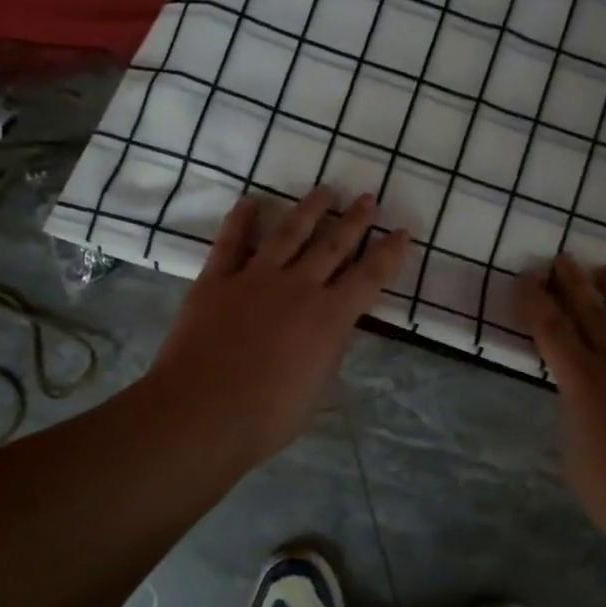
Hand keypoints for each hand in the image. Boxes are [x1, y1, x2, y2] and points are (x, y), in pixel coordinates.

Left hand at [147, 188, 407, 462]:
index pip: (370, 276)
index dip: (389, 253)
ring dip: (309, 209)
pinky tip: (250, 201)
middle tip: (367, 198)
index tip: (402, 232)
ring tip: (325, 190)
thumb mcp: (317, 389)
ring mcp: (256, 278)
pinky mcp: (217, 279)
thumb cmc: (267, 416)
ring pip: (289, 233)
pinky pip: (231, 241)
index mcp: (330, 317)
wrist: (203, 412)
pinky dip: (241, 219)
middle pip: (333, 244)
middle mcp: (299, 287)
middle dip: (354, 220)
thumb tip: (334, 329)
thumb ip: (329, 351)